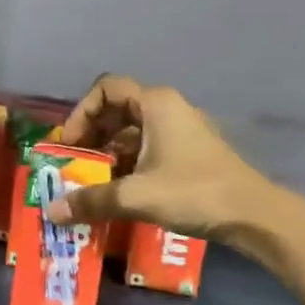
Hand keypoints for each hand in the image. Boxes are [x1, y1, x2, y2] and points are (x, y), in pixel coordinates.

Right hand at [42, 75, 273, 240]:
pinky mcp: (189, 152)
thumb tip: (51, 211)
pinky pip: (147, 147)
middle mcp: (167, 109)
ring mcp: (181, 130)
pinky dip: (128, 163)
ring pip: (132, 130)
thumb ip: (92, 200)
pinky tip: (120, 190)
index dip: (81, 113)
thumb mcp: (137, 196)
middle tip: (76, 164)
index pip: (105, 89)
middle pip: (116, 109)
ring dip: (108, 152)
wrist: (254, 215)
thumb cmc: (194, 192)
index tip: (71, 144)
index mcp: (155, 104)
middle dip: (91, 135)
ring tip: (92, 181)